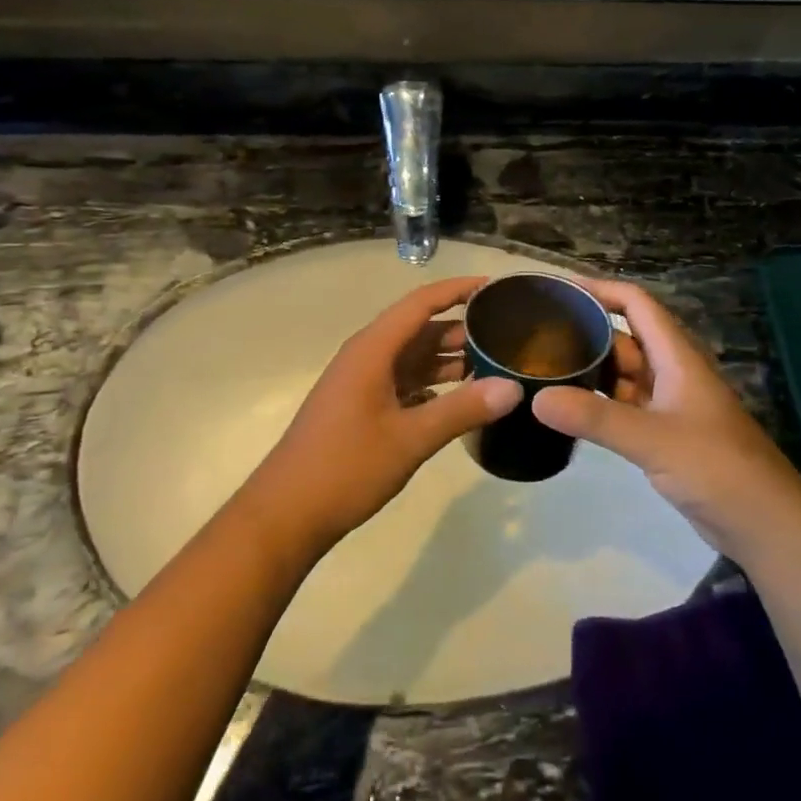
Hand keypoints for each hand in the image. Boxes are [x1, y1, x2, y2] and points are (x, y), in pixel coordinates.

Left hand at [240, 277, 522, 558]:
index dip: (458, 290)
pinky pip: (405, 382)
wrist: (286, 513)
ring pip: (414, 358)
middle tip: (509, 335)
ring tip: (495, 365)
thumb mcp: (410, 439)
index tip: (496, 286)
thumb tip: (513, 387)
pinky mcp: (362, 407)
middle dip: (462, 328)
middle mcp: (367, 356)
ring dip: (449, 359)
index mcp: (373, 349)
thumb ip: (462, 410)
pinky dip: (434, 385)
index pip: (421, 303)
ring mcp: (363, 382)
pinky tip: (462, 399)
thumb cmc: (345, 468)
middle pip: (420, 329)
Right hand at [535, 280, 800, 559]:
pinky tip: (570, 411)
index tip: (560, 290)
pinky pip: (625, 407)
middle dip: (586, 331)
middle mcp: (672, 373)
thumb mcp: (653, 439)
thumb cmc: (717, 467)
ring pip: (623, 375)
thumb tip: (536, 398)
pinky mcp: (666, 436)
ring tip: (544, 369)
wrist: (767, 525)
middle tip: (538, 336)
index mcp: (677, 357)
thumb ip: (595, 418)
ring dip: (590, 370)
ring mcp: (670, 405)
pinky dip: (599, 404)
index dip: (600, 289)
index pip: (636, 304)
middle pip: (625, 338)